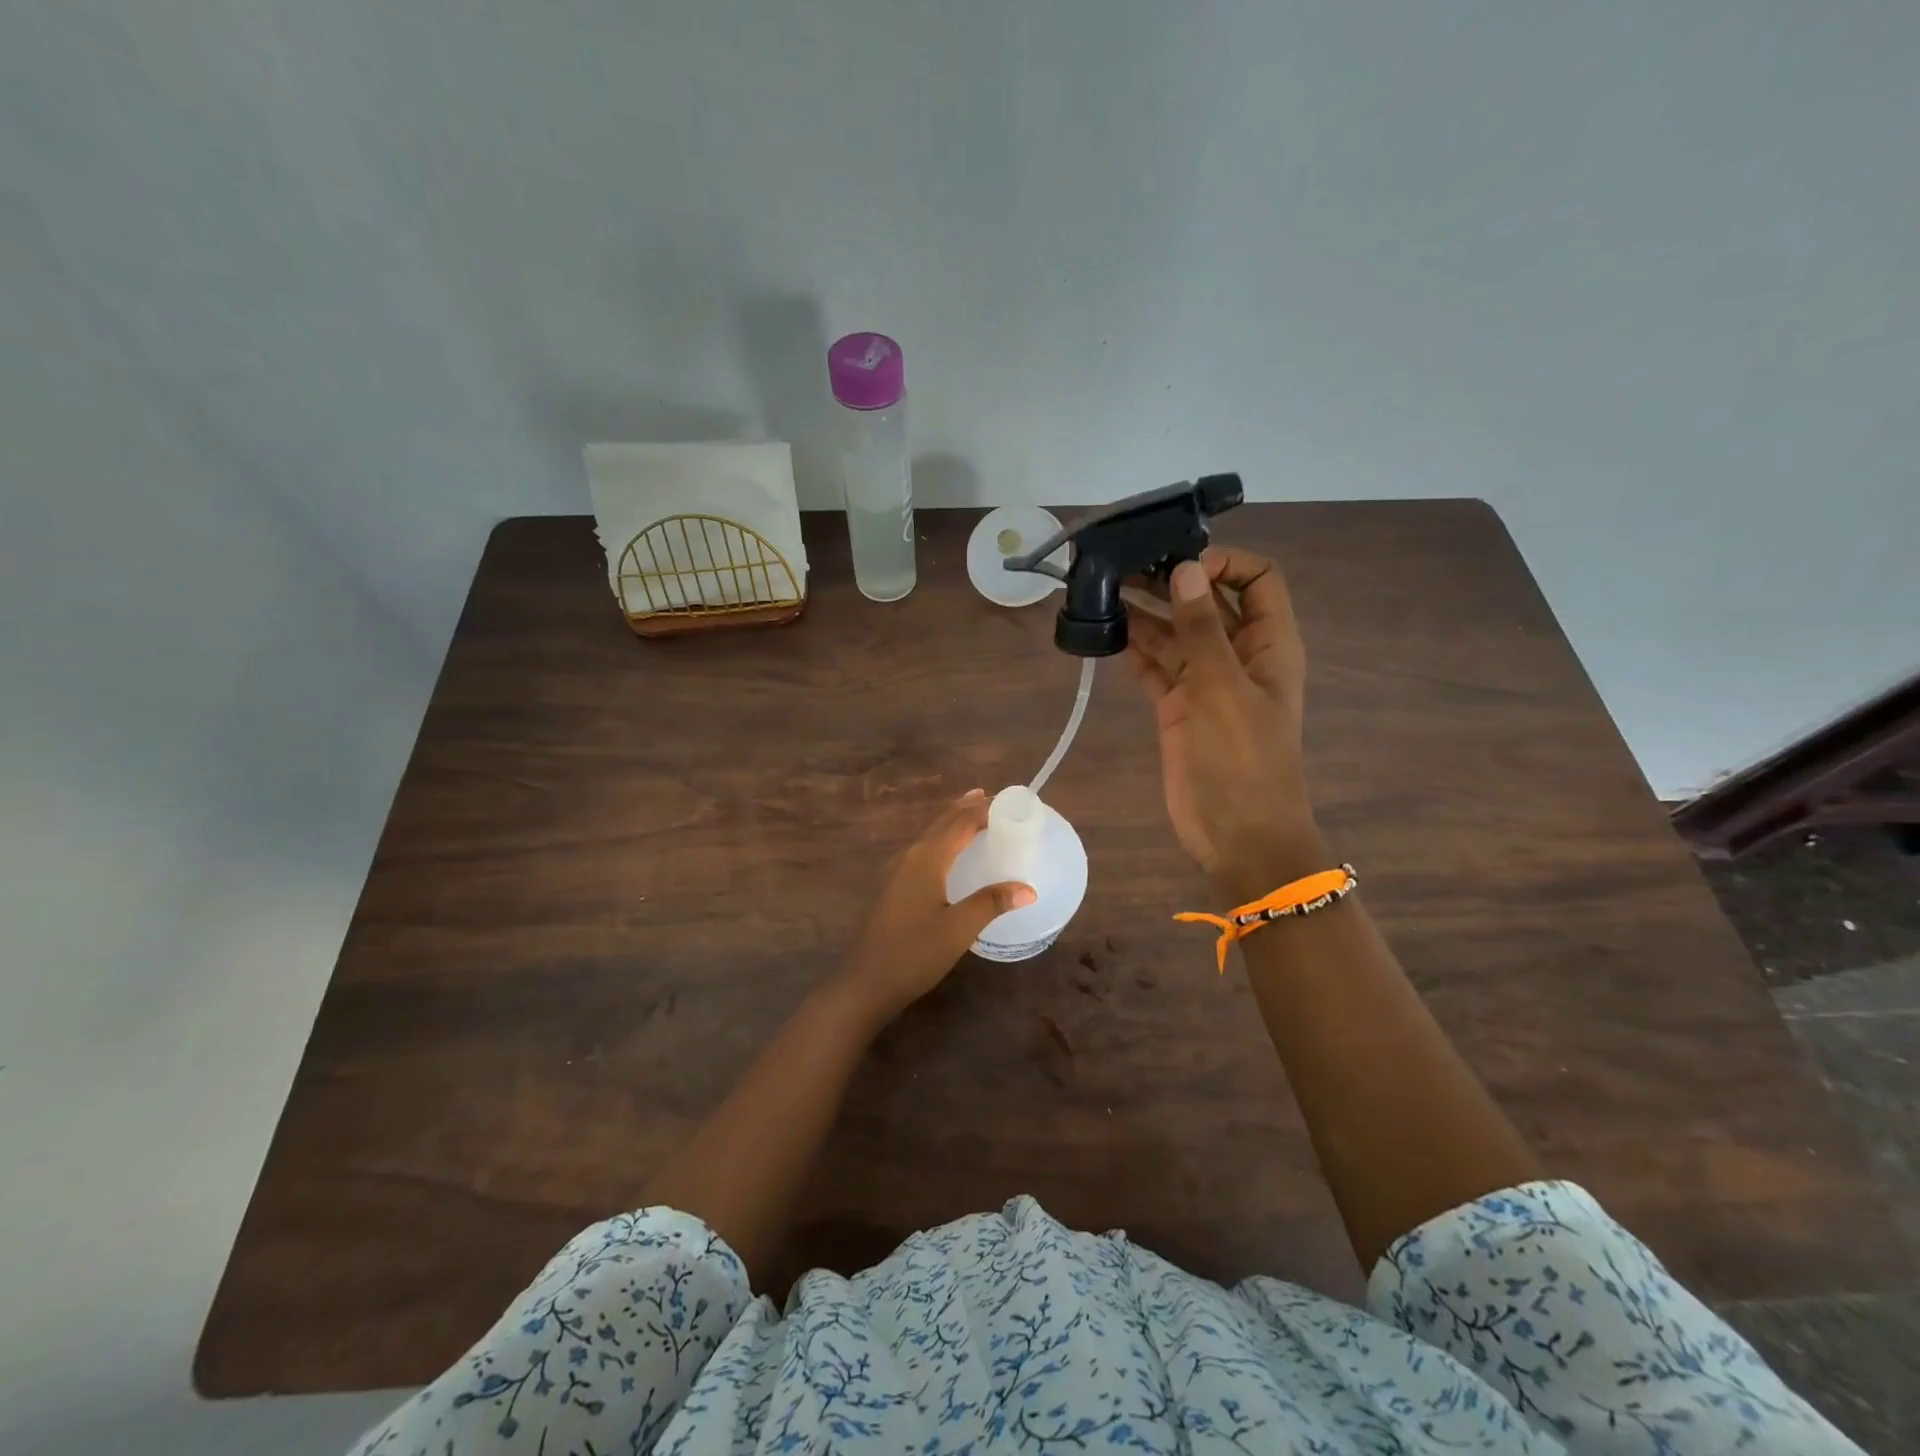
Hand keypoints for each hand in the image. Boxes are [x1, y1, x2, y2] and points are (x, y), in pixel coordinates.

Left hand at [835, 791, 1035, 1021]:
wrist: (864, 982)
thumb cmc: (914, 954)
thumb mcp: (958, 930)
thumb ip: (991, 903)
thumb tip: (1028, 889)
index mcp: (926, 858)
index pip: (960, 823)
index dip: (985, 810)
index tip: (1011, 802)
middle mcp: (909, 856)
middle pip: (941, 822)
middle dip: (967, 808)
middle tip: (994, 799)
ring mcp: (895, 870)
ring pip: (929, 835)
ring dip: (952, 822)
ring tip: (973, 814)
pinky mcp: (891, 886)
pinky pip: (921, 849)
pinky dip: (940, 839)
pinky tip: (946, 853)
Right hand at [1125, 546, 1317, 893]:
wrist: (1237, 835)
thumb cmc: (1244, 762)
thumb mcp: (1224, 690)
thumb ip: (1202, 629)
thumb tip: (1185, 568)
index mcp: (1268, 645)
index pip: (1257, 581)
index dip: (1224, 563)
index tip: (1180, 563)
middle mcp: (1237, 656)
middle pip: (1206, 604)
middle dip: (1171, 582)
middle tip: (1123, 565)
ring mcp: (1205, 683)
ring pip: (1174, 634)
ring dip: (1145, 612)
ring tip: (1104, 589)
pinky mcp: (1176, 707)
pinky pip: (1155, 666)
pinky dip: (1134, 649)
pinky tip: (1106, 630)